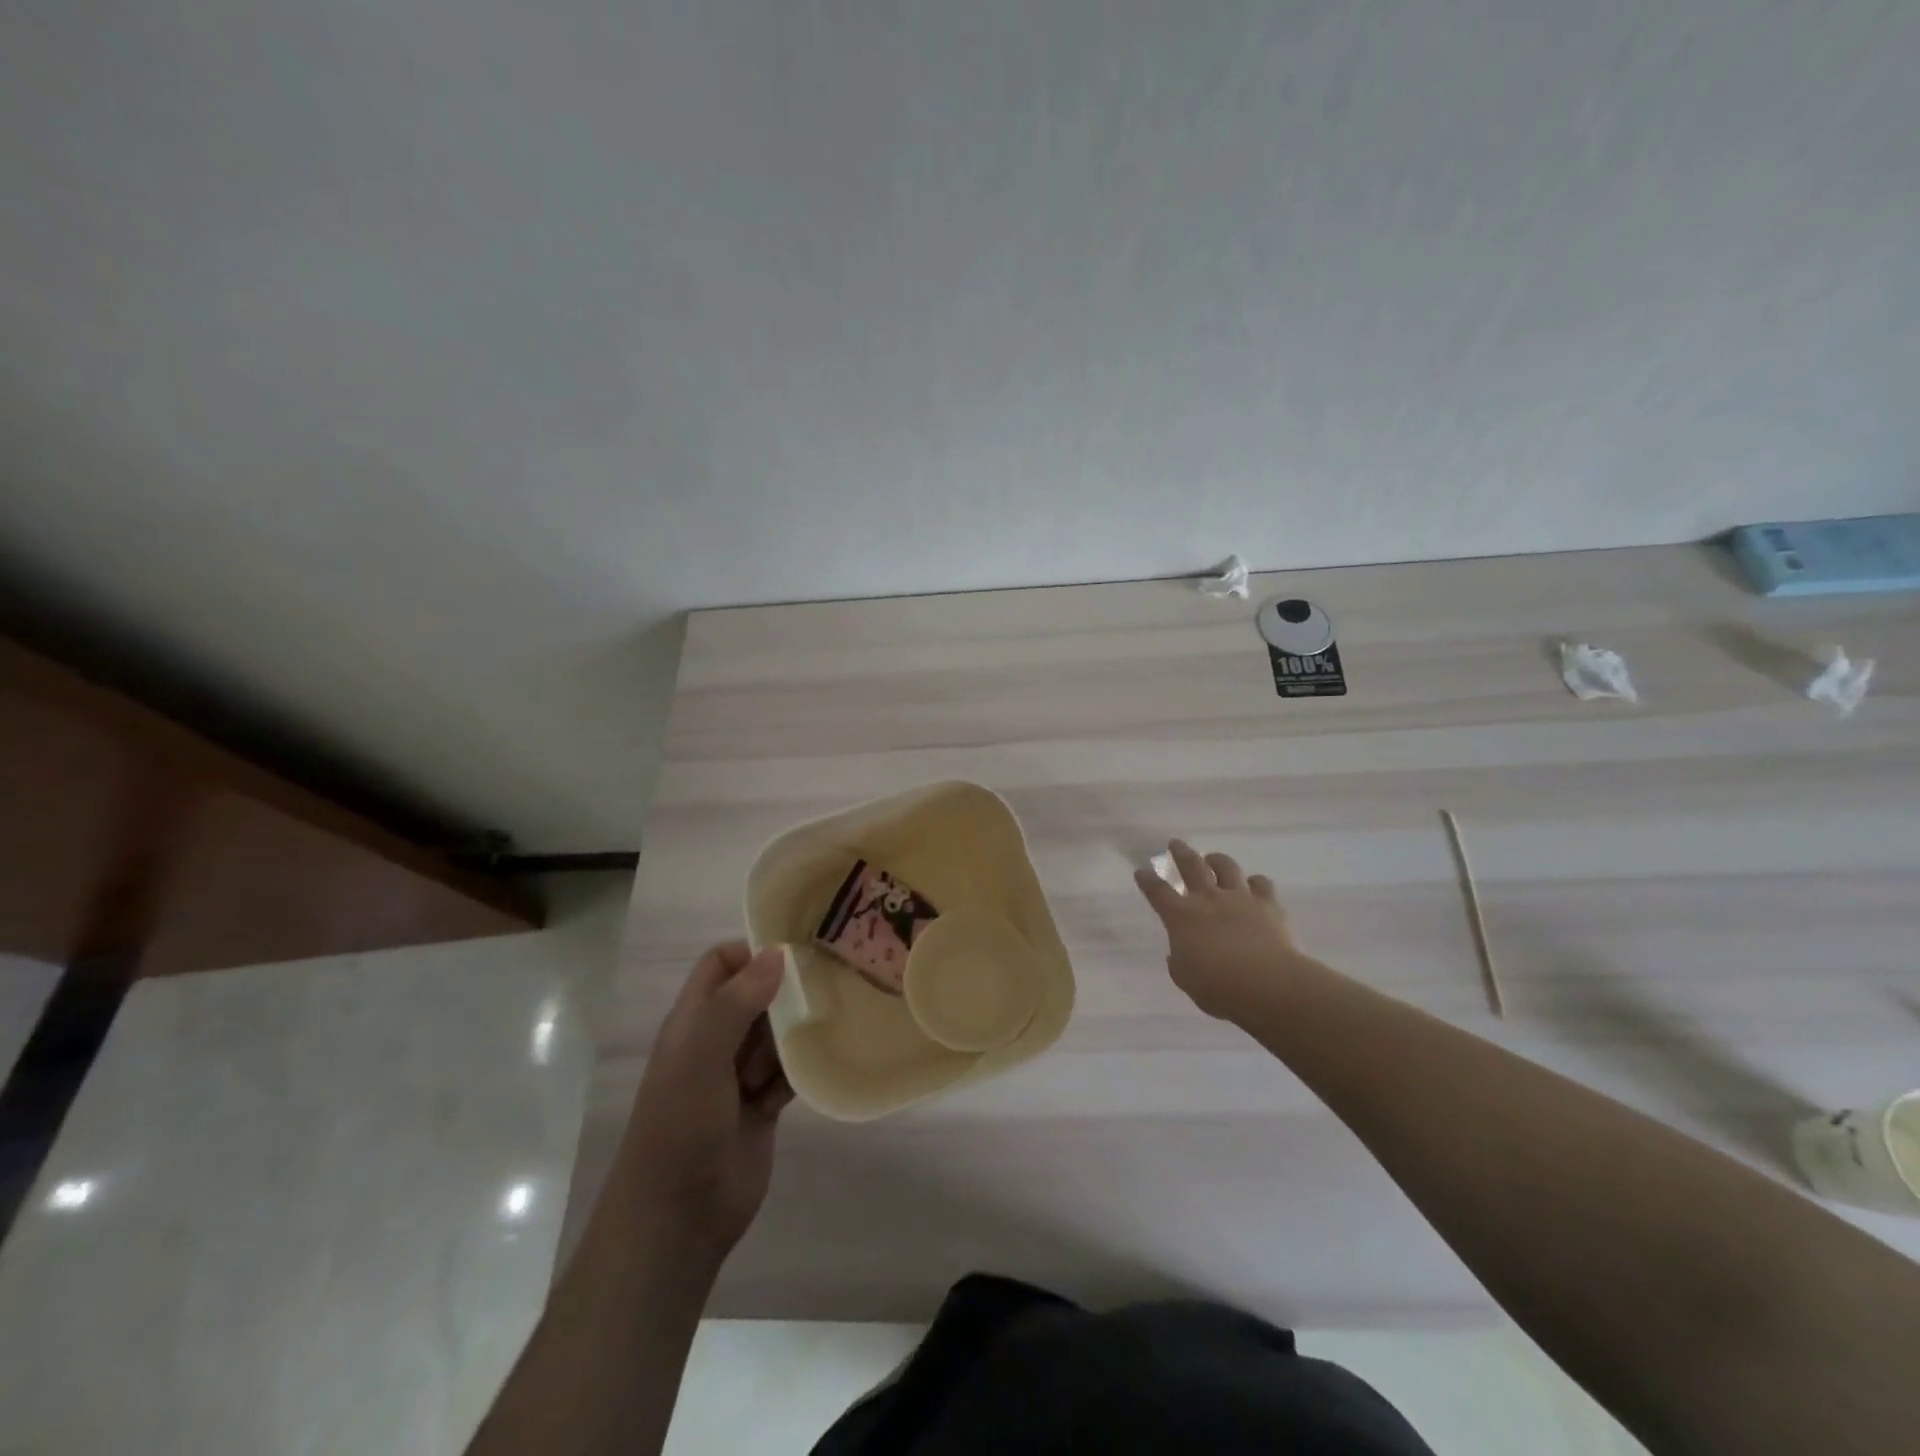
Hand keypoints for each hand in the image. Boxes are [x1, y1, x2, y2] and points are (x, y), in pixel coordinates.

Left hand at [618, 942, 793, 1261]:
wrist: (679, 1218)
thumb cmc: (681, 1126)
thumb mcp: (701, 1056)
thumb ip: (735, 1003)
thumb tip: (777, 953)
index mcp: (693, 1021)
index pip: (722, 964)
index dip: (753, 952)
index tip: (795, 954)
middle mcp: (716, 1041)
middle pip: (756, 995)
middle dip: (785, 992)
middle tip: (823, 989)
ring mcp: (739, 1075)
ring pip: (777, 1032)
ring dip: (796, 1031)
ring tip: (825, 1028)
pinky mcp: (763, 1106)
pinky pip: (791, 1071)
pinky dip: (804, 1065)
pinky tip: (827, 1058)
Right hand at [1134, 840, 1309, 1021]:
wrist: (1267, 984)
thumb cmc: (1218, 987)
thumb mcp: (1186, 979)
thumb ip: (1179, 963)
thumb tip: (1179, 954)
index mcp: (1181, 917)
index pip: (1157, 892)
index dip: (1147, 880)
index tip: (1141, 870)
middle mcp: (1208, 899)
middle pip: (1191, 866)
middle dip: (1180, 853)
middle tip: (1175, 843)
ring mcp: (1240, 898)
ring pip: (1226, 867)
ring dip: (1217, 860)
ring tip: (1213, 859)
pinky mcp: (1269, 905)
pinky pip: (1261, 884)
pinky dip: (1255, 883)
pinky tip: (1254, 886)